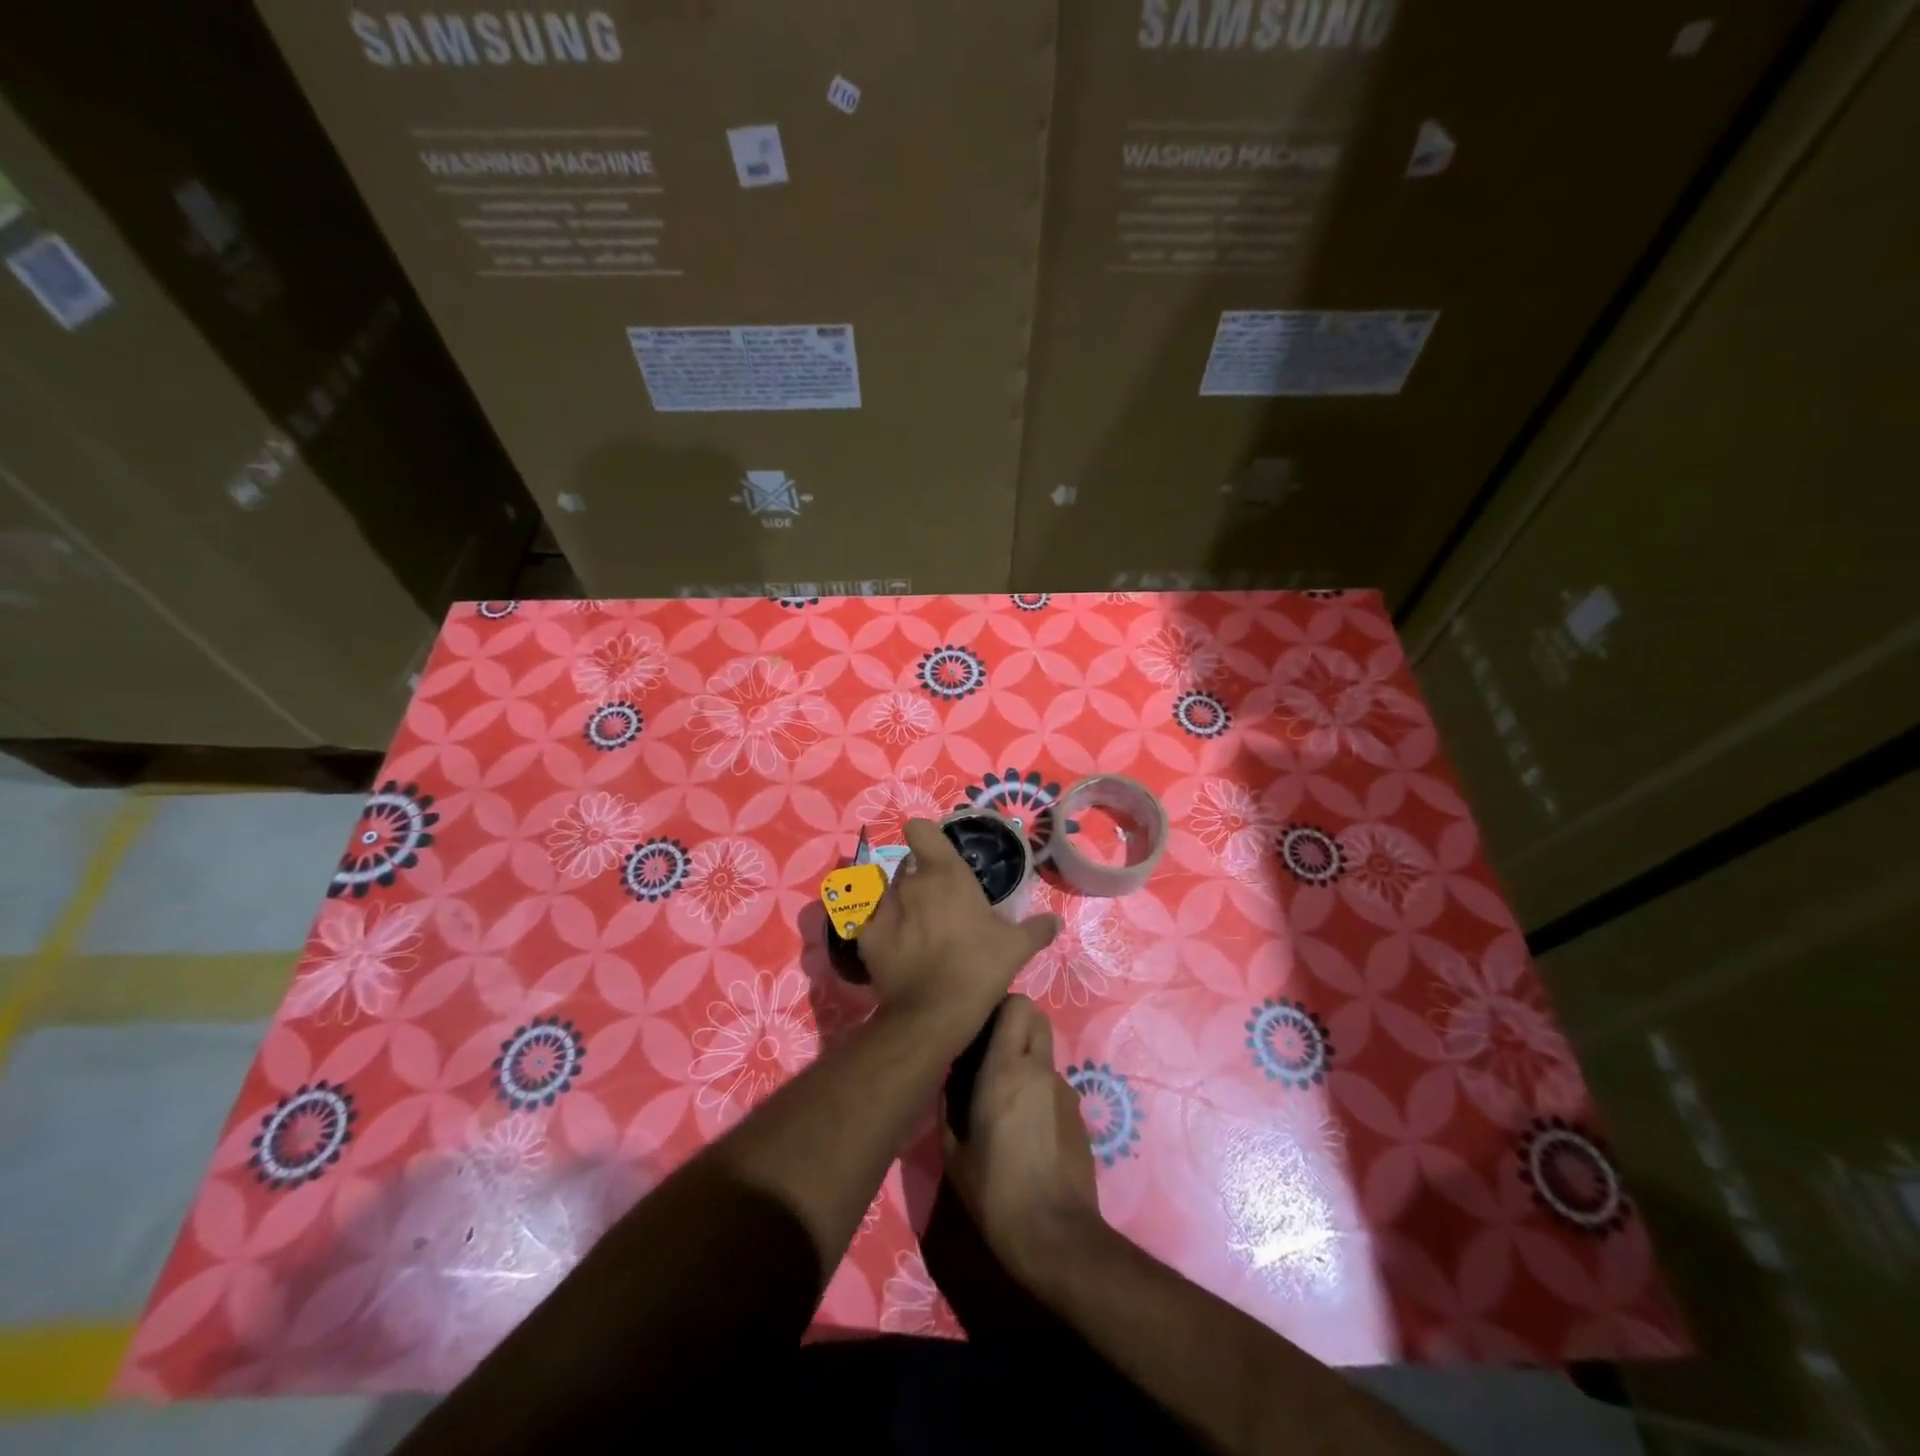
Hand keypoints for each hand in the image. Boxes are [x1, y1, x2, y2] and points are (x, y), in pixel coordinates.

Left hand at [857, 819, 1058, 1046]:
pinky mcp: (866, 936)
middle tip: (939, 901)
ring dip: (900, 901)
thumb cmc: (979, 967)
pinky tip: (895, 946)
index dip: (926, 836)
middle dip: (920, 876)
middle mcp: (911, 881)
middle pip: (908, 864)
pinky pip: (871, 921)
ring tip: (916, 925)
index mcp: (945, 873)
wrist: (934, 1013)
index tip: (938, 852)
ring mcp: (885, 907)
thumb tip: (1056, 922)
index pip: (921, 830)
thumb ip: (1036, 929)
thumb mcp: (1017, 947)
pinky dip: (881, 928)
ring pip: (888, 890)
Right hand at [943, 995, 1101, 1281]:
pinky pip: (1053, 1085)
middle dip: (1015, 1024)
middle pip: (1036, 1017)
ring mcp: (1064, 1090)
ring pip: (1044, 1053)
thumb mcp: (954, 1152)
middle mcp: (1039, 1069)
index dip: (999, 1007)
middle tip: (990, 1055)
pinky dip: (1039, 1092)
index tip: (978, 1028)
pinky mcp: (1079, 1114)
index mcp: (1005, 1069)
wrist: (1055, 1236)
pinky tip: (1027, 1132)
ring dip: (1025, 1062)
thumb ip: (949, 1105)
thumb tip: (950, 1080)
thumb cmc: (994, 1193)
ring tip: (1005, 1103)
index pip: (1017, 1004)